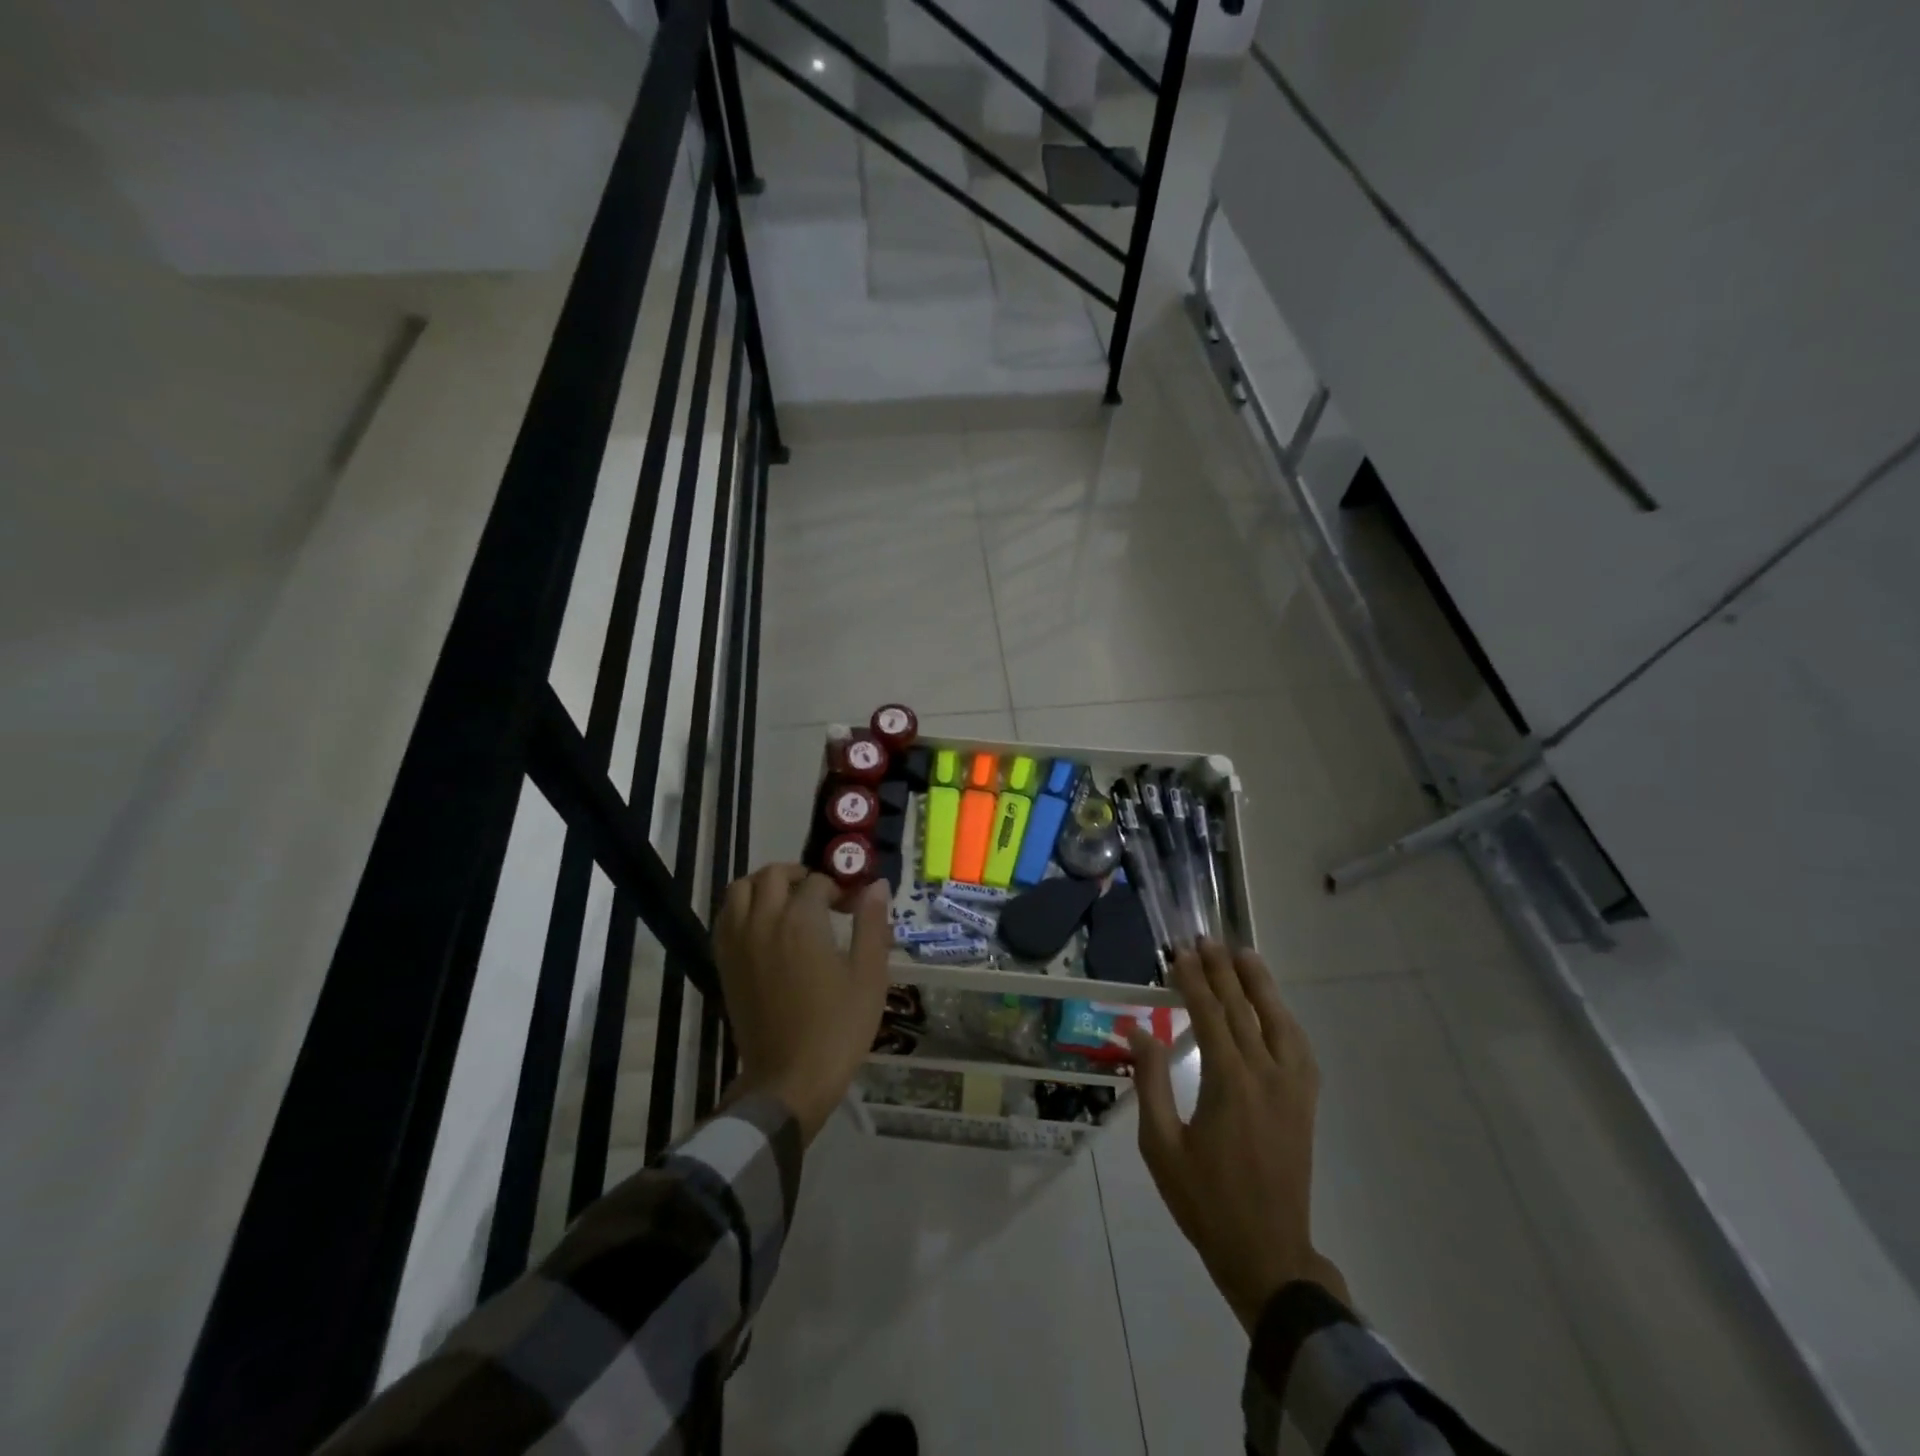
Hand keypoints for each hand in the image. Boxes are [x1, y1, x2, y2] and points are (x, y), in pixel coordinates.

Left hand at [715, 865, 890, 1143]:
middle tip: (822, 896)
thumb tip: (877, 885)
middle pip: (773, 875)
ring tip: (788, 902)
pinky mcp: (724, 963)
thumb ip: (872, 924)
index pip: (818, 883)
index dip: (840, 889)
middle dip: (800, 876)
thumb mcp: (869, 975)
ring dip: (765, 885)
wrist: (790, 1079)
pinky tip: (763, 925)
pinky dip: (742, 907)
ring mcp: (738, 942)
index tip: (854, 907)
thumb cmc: (838, 1028)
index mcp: (801, 921)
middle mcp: (764, 921)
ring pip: (740, 889)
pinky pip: (725, 917)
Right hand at [1130, 940, 1350, 1331]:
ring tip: (1244, 953)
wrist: (1266, 1252)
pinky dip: (1285, 1018)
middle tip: (1205, 938)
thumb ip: (1151, 1082)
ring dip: (1260, 984)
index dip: (1193, 980)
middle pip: (1243, 1010)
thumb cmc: (1204, 1200)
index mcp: (1229, 1084)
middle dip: (1222, 971)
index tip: (1179, 952)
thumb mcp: (1161, 1145)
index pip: (1209, 1015)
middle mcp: (1266, 1076)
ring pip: (1279, 1022)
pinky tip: (1274, 1007)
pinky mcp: (1305, 1103)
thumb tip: (1139, 1030)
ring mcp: (1293, 1089)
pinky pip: (1299, 1048)